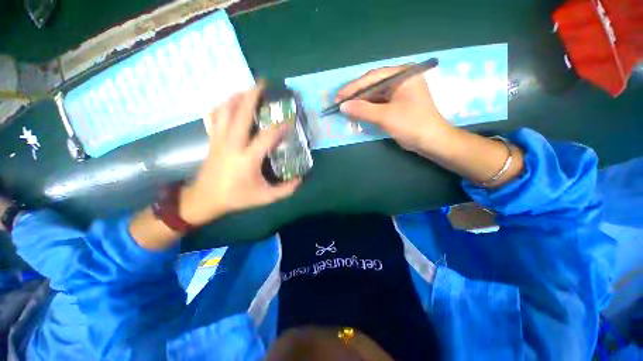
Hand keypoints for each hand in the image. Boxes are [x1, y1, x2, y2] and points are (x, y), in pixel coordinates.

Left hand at [180, 84, 300, 225]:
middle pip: (241, 114)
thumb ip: (285, 190)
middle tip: (262, 83)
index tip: (290, 121)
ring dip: (236, 97)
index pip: (267, 137)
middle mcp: (232, 144)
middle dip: (252, 96)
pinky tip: (229, 103)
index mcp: (247, 158)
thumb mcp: (264, 198)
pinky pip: (214, 117)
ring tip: (247, 90)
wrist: (205, 199)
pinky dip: (221, 106)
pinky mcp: (212, 140)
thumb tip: (300, 179)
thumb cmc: (236, 197)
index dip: (280, 127)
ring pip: (225, 111)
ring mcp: (219, 140)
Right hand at [337, 65, 452, 152]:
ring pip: (375, 95)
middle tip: (340, 104)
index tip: (338, 97)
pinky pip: (379, 103)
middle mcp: (401, 80)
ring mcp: (399, 92)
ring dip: (361, 103)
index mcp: (402, 74)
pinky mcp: (397, 104)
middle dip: (356, 96)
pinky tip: (358, 113)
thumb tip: (342, 106)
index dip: (353, 88)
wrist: (432, 141)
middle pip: (373, 85)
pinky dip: (368, 109)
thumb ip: (363, 110)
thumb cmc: (412, 124)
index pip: (372, 77)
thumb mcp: (385, 117)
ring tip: (346, 109)